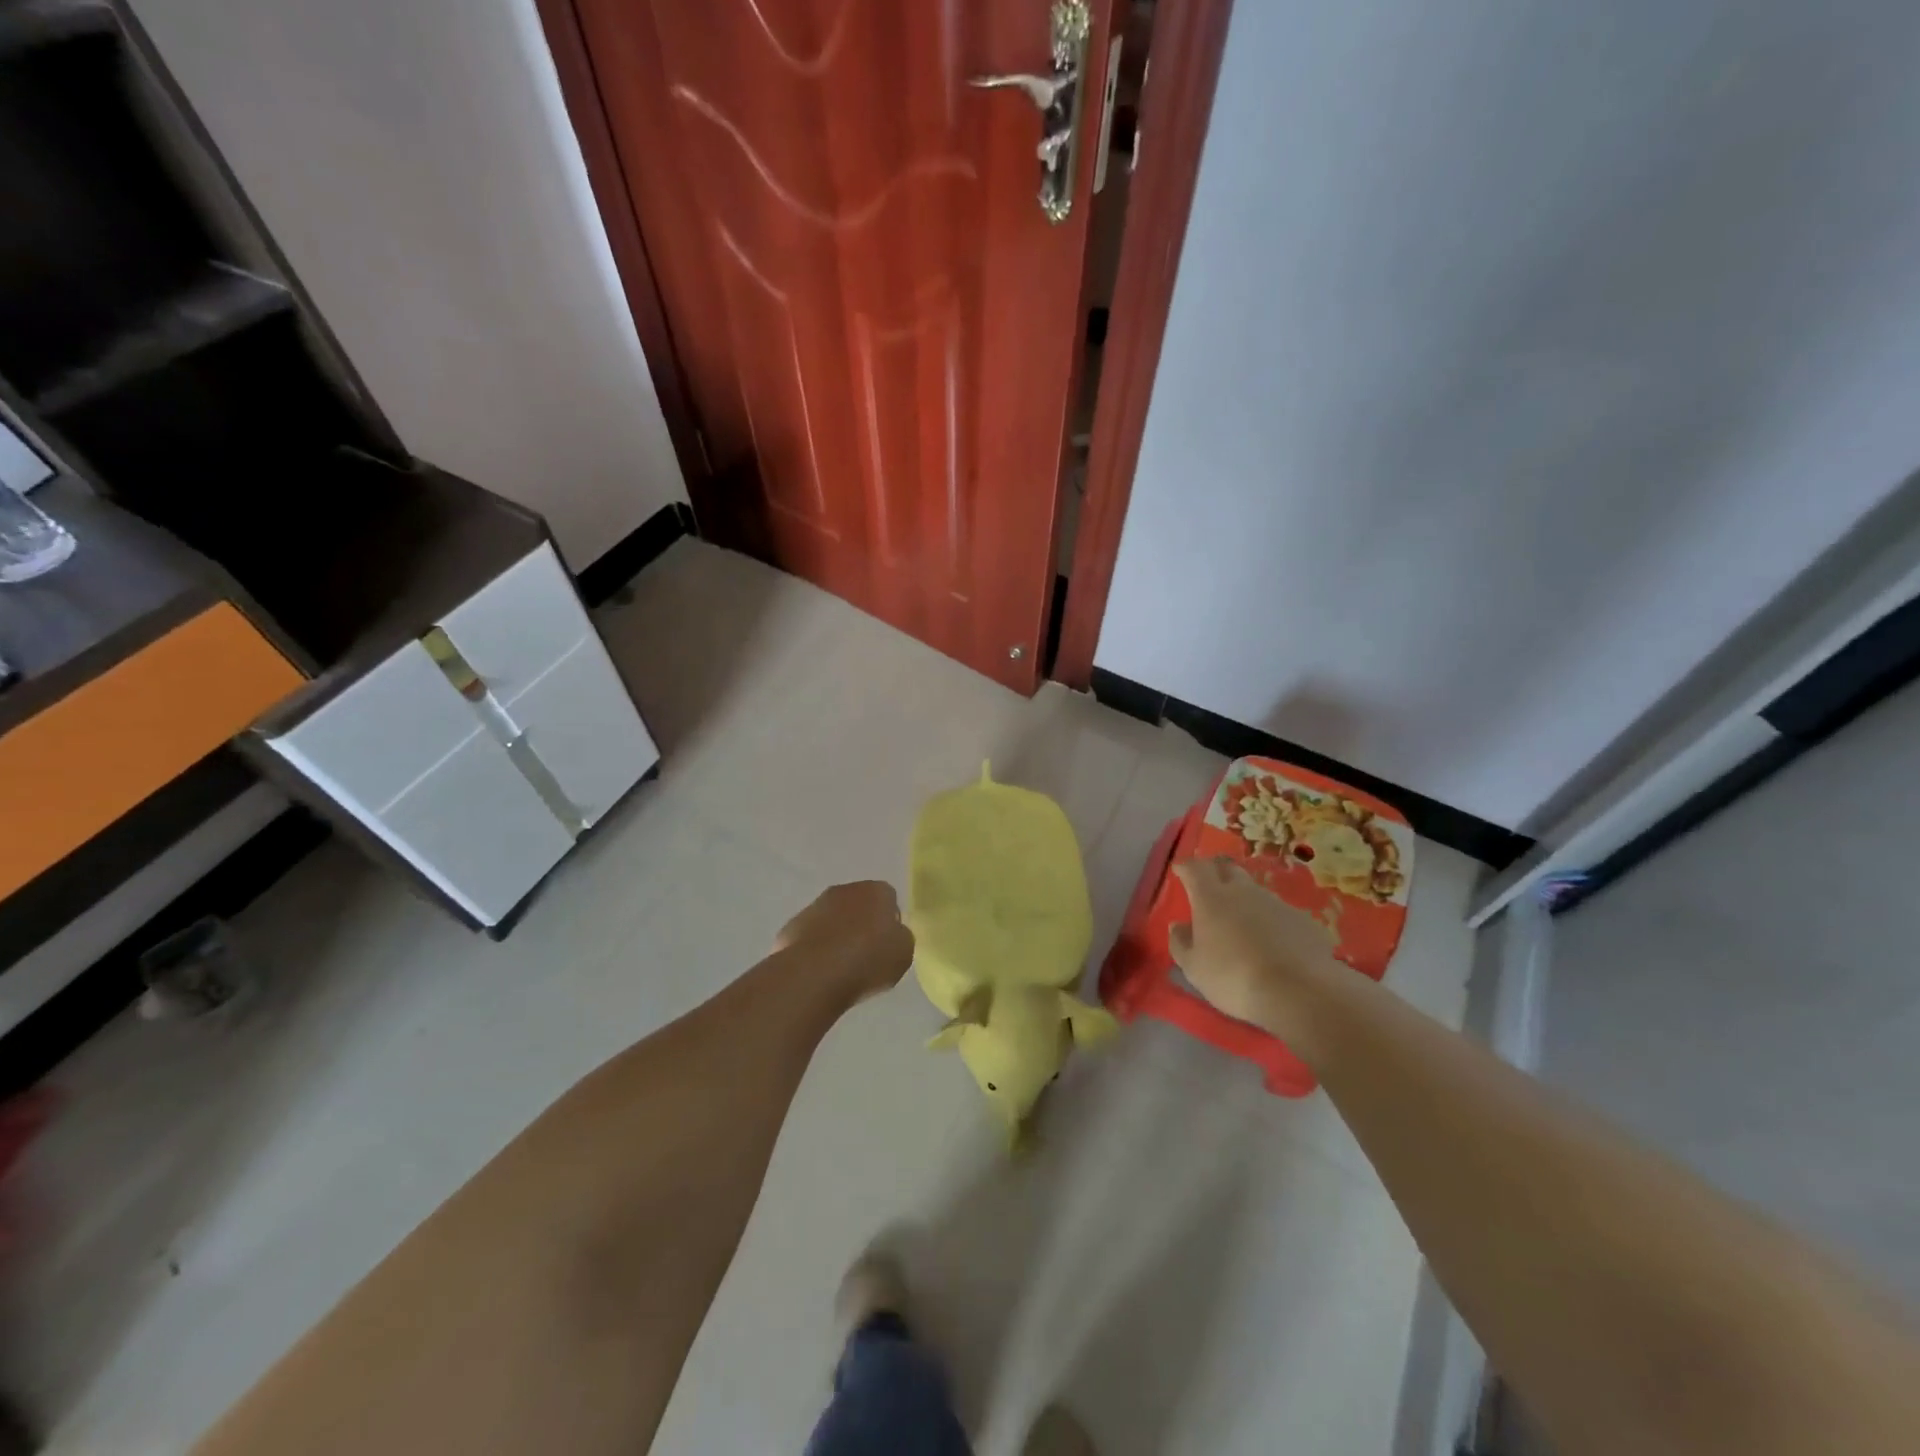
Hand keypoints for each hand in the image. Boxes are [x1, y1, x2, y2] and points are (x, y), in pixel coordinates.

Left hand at [773, 881, 914, 1004]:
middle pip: (858, 905)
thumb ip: (900, 938)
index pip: (888, 899)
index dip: (889, 922)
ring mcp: (814, 907)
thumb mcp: (903, 952)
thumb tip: (890, 934)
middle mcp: (844, 891)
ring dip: (836, 936)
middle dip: (861, 925)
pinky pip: (810, 937)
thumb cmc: (868, 960)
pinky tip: (818, 972)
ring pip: (831, 919)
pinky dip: (815, 950)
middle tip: (866, 956)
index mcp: (876, 891)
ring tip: (840, 969)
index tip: (887, 945)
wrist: (814, 974)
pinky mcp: (791, 927)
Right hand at [1169, 858, 1345, 1038]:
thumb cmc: (1233, 977)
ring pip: (1256, 892)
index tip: (1180, 869)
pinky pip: (1280, 914)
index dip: (1186, 866)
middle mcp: (1244, 892)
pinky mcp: (1304, 920)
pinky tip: (1273, 944)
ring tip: (1242, 922)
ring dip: (1245, 900)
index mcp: (1211, 898)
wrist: (1299, 992)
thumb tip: (1179, 926)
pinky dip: (1272, 922)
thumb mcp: (1194, 968)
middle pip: (1228, 869)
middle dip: (1216, 872)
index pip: (1195, 868)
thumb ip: (1181, 943)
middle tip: (1209, 885)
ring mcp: (1277, 903)